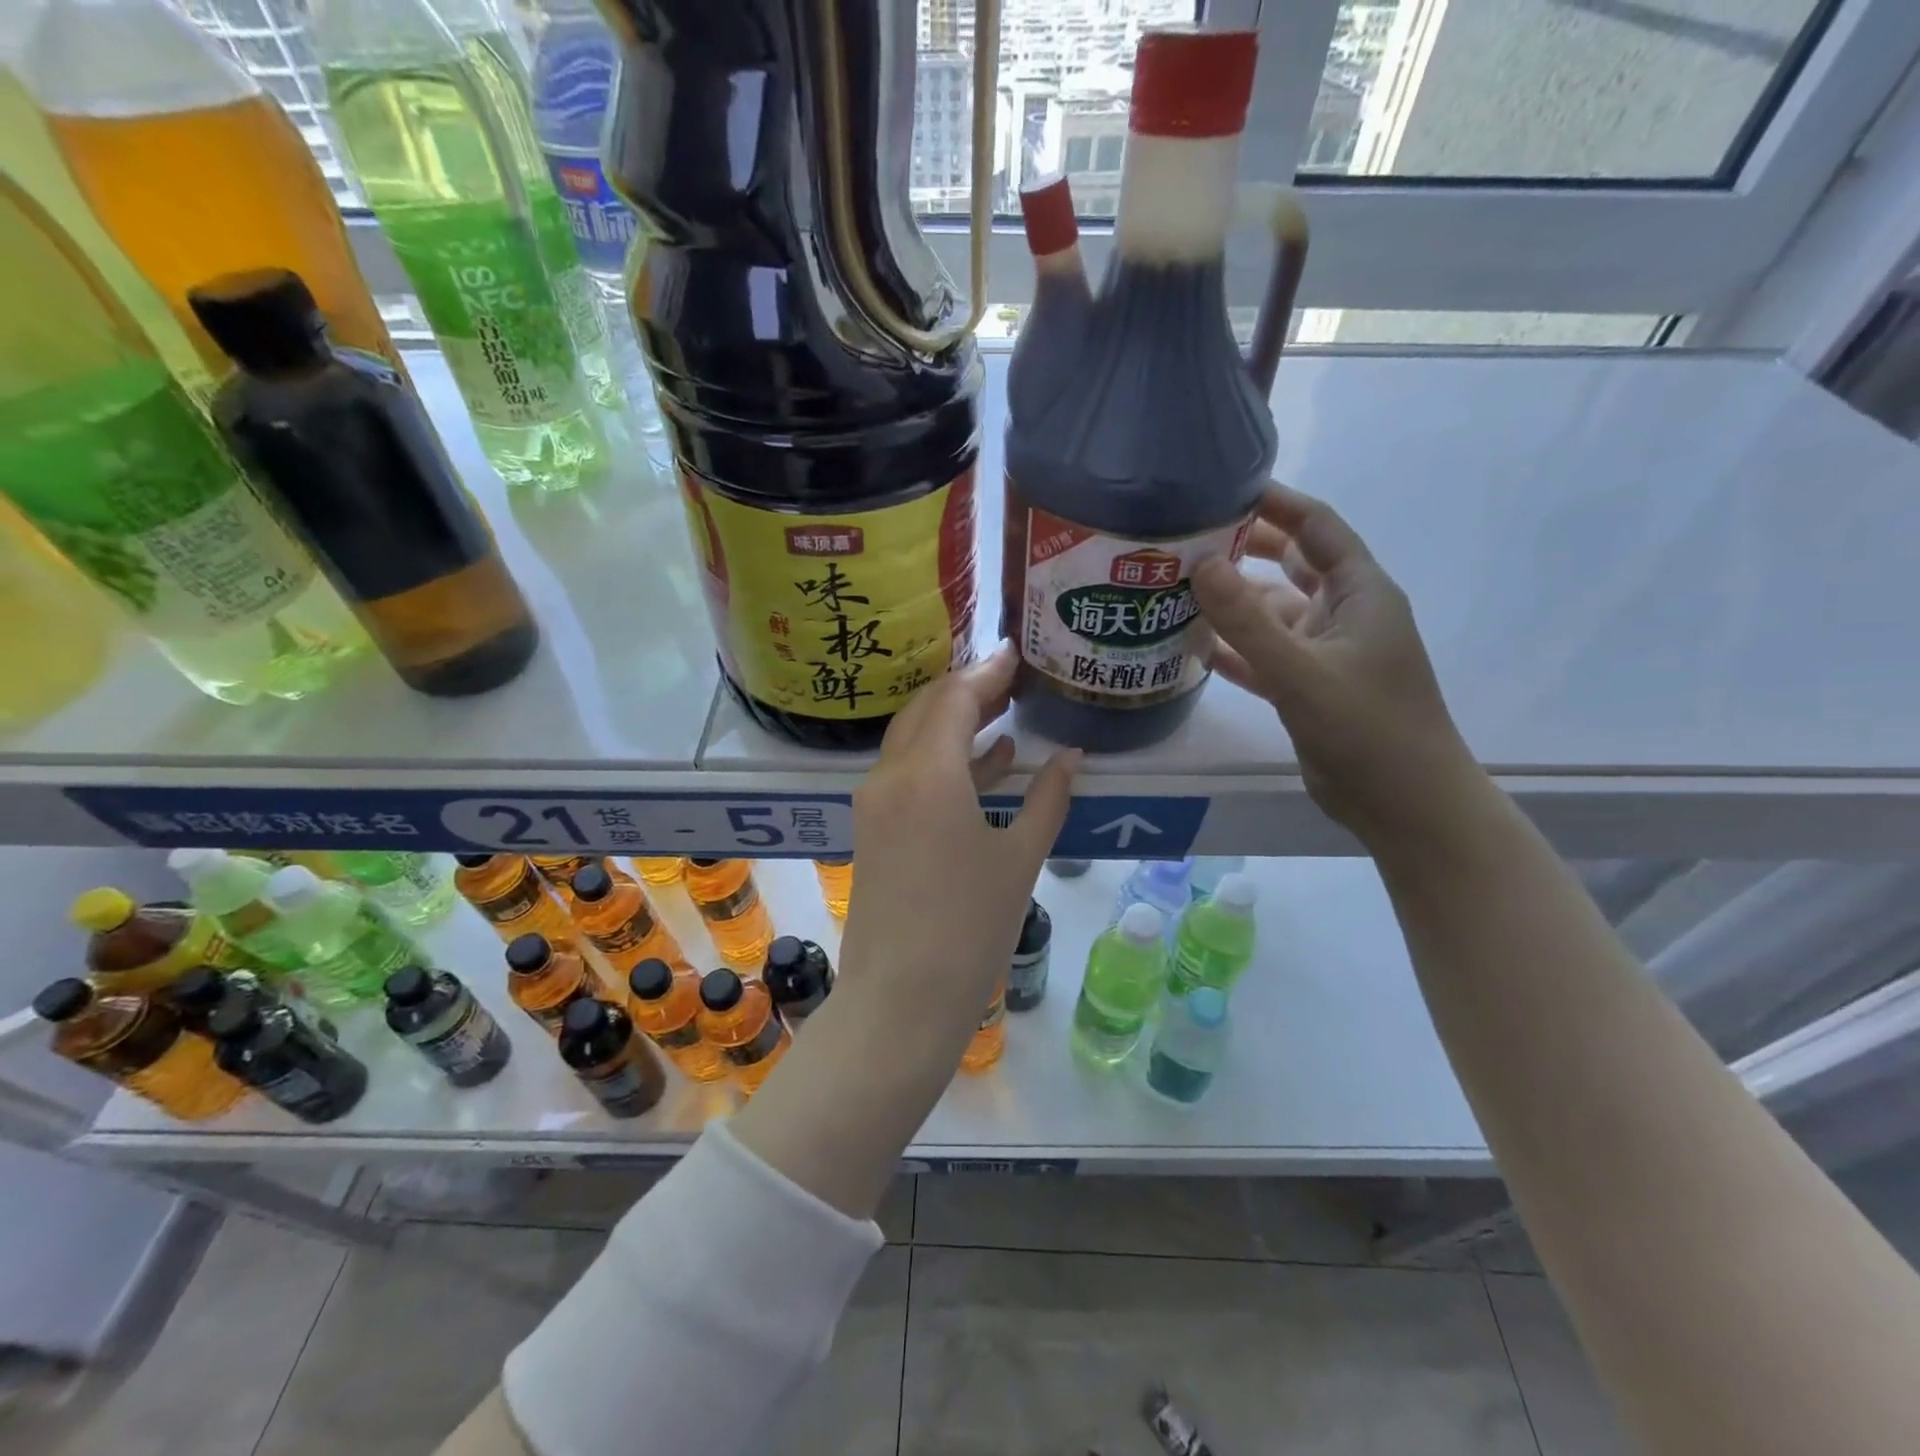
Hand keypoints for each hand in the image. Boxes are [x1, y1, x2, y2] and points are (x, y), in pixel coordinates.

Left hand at [837, 645, 1079, 1042]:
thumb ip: (1047, 798)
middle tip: (1012, 679)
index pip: (956, 699)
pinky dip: (943, 760)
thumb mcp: (1020, 859)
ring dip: (954, 722)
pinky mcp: (872, 829)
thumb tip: (1070, 757)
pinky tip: (986, 763)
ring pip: (913, 740)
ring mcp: (875, 803)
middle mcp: (891, 776)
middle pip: (926, 710)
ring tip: (1003, 711)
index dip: (988, 673)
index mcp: (927, 774)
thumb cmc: (970, 929)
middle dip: (968, 689)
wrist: (900, 1001)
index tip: (1017, 653)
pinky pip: (908, 774)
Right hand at [1193, 483, 1481, 846]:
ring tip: (1173, 590)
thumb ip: (1249, 621)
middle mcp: (1342, 614)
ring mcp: (1324, 653)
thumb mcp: (1303, 672)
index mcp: (1359, 593)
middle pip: (1288, 564)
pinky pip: (1264, 656)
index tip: (1222, 487)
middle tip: (1182, 540)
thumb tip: (1200, 563)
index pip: (1316, 527)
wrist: (1405, 806)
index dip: (1274, 502)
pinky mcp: (1308, 688)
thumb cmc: (1368, 730)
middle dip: (1241, 549)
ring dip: (1230, 604)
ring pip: (1271, 614)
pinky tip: (1191, 646)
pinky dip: (1233, 649)